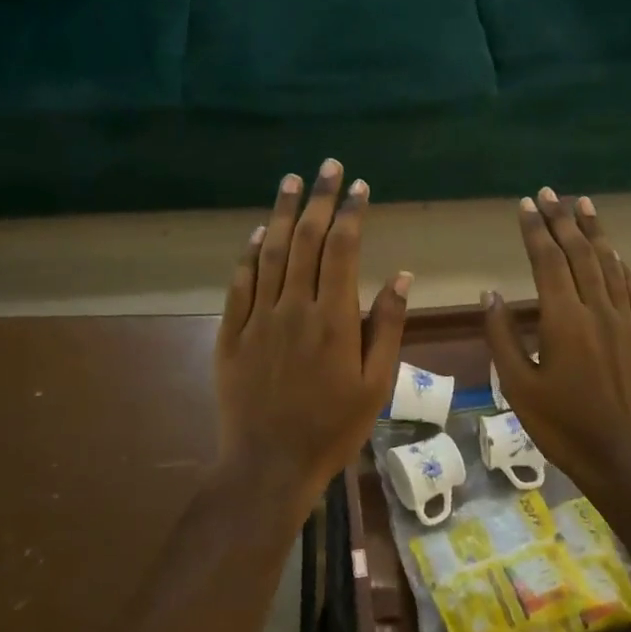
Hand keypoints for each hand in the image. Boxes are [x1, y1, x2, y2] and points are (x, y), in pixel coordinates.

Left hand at [215, 160, 410, 506]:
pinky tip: (257, 233)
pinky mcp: (230, 334)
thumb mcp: (376, 385)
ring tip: (291, 181)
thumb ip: (387, 326)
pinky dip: (248, 253)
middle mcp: (292, 308)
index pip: (341, 250)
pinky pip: (239, 283)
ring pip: (269, 253)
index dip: (350, 213)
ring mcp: (257, 319)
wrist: (268, 465)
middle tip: (327, 167)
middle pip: (304, 240)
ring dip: (281, 213)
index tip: (358, 186)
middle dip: (318, 200)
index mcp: (333, 320)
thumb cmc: (332, 428)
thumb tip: (400, 274)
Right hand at [482, 189, 630, 484]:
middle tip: (550, 193)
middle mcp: (597, 310)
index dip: (535, 230)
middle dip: (563, 220)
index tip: (525, 205)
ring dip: (595, 233)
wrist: (625, 458)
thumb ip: (502, 337)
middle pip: (579, 254)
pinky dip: (622, 268)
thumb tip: (491, 295)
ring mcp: (628, 323)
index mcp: (563, 320)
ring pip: (610, 266)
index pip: (547, 261)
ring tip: (583, 205)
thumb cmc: (563, 425)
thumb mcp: (518, 386)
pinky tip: (616, 255)